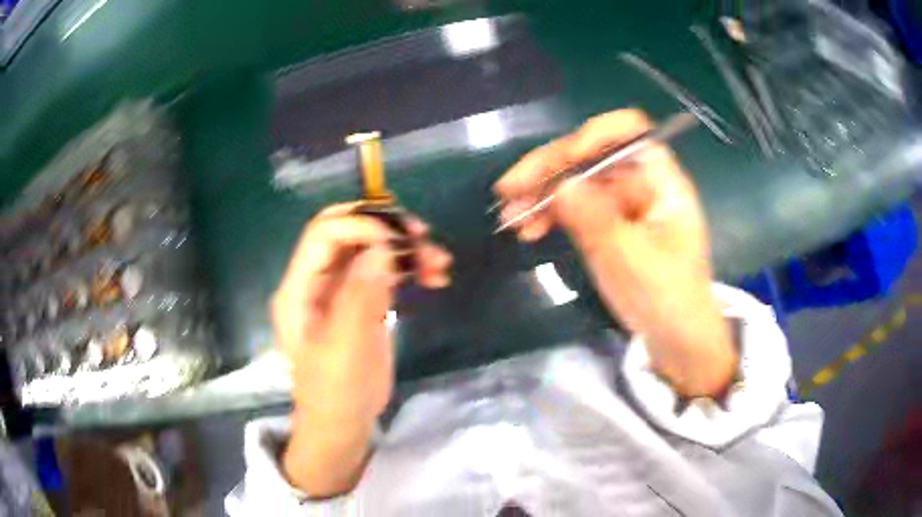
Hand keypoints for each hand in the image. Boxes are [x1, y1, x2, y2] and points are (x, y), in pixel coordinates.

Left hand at [272, 202, 451, 496]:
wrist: (343, 423)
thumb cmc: (336, 391)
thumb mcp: (345, 347)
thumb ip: (359, 295)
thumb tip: (382, 247)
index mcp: (299, 287)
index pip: (323, 234)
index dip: (359, 225)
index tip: (397, 240)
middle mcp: (317, 280)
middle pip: (349, 234)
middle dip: (385, 228)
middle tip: (421, 236)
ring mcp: (340, 289)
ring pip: (372, 250)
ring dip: (405, 249)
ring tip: (439, 263)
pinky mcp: (362, 301)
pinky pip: (385, 271)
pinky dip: (409, 268)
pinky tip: (434, 275)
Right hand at [494, 109, 735, 396]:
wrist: (674, 338)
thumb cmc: (667, 299)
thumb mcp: (631, 261)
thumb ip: (597, 221)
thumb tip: (560, 185)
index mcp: (660, 181)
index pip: (629, 132)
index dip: (593, 136)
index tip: (562, 161)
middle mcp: (639, 182)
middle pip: (591, 154)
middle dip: (549, 168)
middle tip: (509, 189)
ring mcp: (621, 202)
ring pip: (575, 180)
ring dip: (539, 192)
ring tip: (508, 215)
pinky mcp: (606, 222)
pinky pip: (573, 206)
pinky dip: (549, 213)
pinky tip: (527, 229)